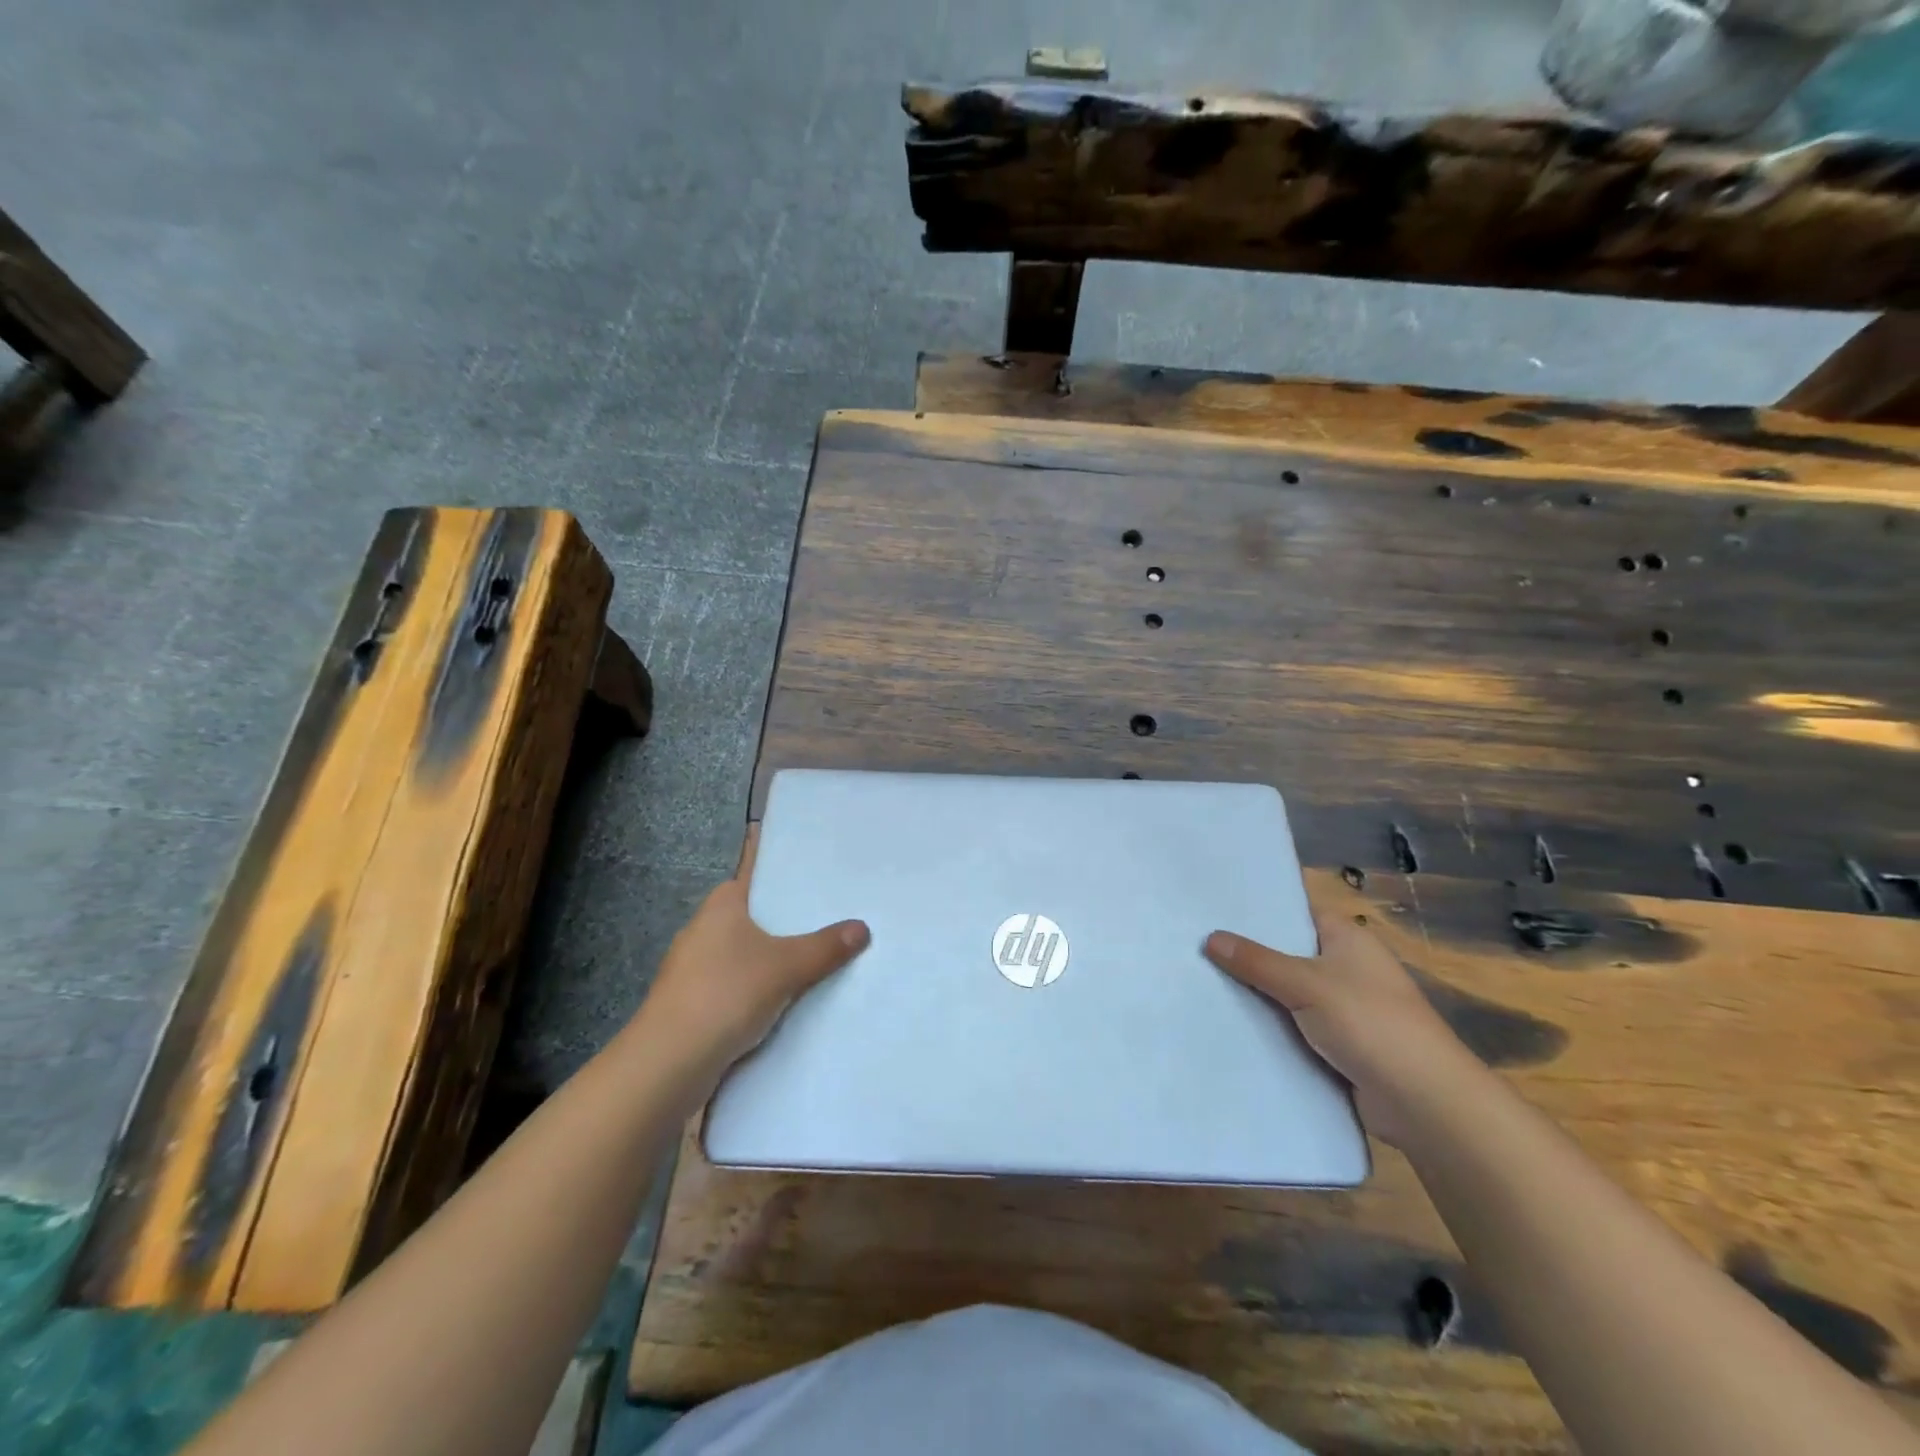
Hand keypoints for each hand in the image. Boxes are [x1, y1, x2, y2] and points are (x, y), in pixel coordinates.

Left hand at [633, 826, 869, 1080]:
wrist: (668, 1063)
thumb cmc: (726, 994)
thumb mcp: (787, 967)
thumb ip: (826, 947)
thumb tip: (863, 927)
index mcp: (720, 906)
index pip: (754, 878)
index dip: (783, 881)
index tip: (816, 885)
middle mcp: (701, 930)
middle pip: (752, 919)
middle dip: (784, 925)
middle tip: (829, 924)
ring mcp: (691, 969)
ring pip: (743, 956)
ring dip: (769, 963)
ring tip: (816, 963)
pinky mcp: (690, 1005)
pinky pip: (734, 988)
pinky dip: (756, 992)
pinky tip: (785, 1004)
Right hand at [1205, 901, 1483, 1146]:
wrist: (1424, 1103)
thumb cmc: (1370, 1023)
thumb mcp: (1306, 984)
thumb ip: (1257, 961)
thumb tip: (1210, 937)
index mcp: (1347, 938)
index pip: (1295, 913)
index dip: (1258, 912)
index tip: (1213, 911)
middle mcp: (1346, 967)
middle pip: (1287, 954)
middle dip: (1247, 956)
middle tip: (1195, 947)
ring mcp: (1343, 1009)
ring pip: (1287, 994)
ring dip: (1256, 996)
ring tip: (1199, 984)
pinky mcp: (1338, 1046)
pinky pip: (1294, 1028)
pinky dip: (1270, 1028)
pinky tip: (1229, 1025)